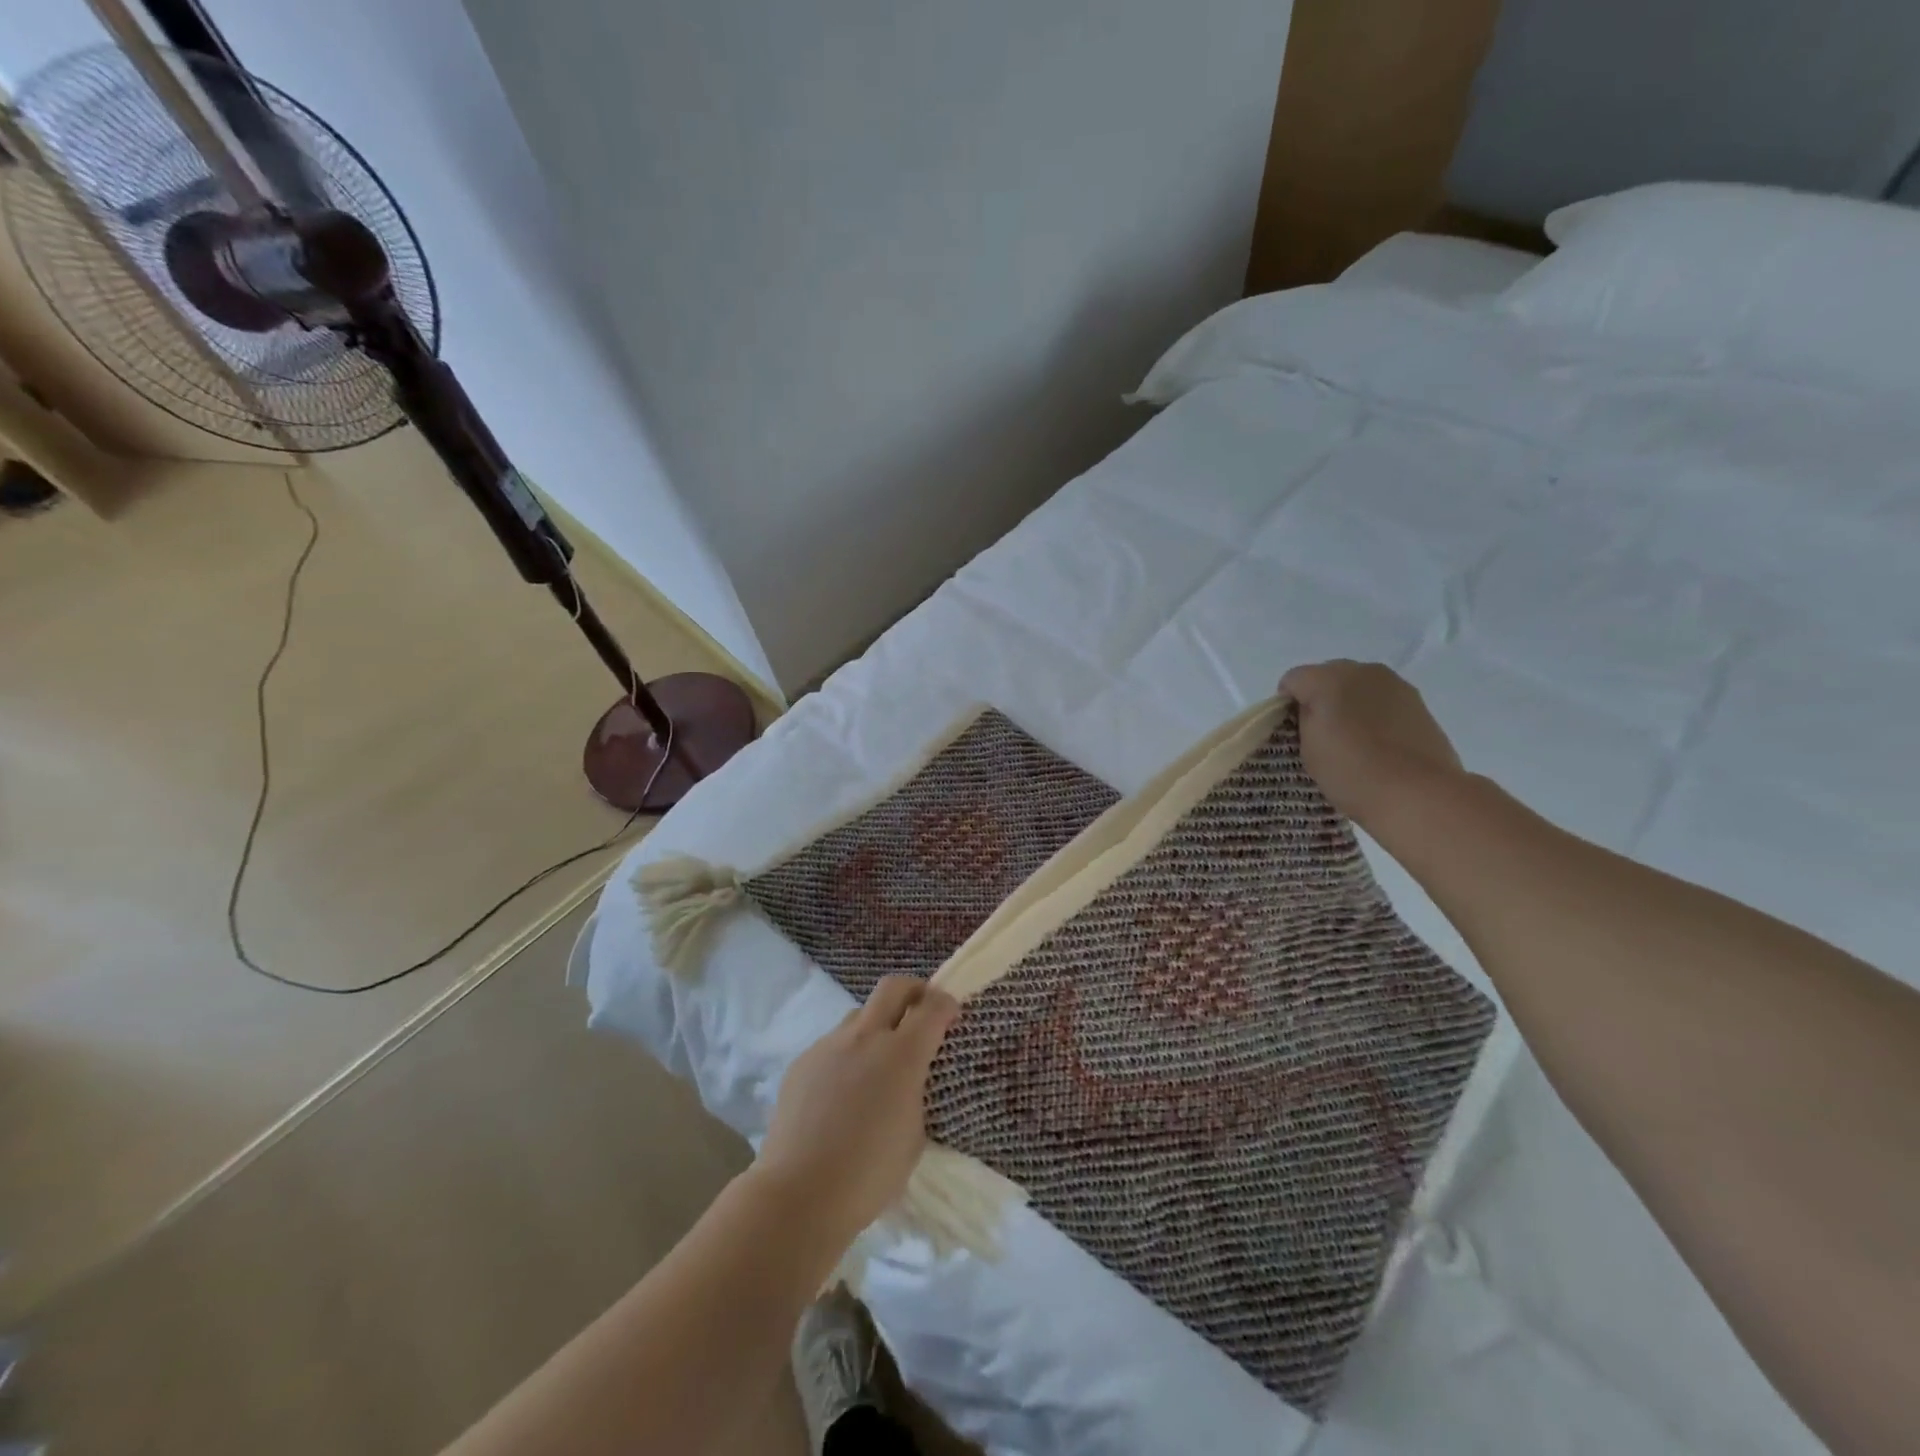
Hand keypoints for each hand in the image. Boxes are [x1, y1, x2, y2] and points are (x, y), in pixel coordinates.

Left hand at [755, 976, 960, 1250]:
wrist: (798, 1194)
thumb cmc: (868, 1175)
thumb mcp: (913, 1137)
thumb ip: (915, 1095)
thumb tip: (906, 1083)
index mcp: (901, 1055)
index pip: (932, 1007)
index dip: (946, 1004)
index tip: (952, 1014)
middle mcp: (865, 1038)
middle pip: (893, 987)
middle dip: (913, 990)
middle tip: (921, 1010)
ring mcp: (829, 1045)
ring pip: (859, 1016)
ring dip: (876, 1027)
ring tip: (876, 1065)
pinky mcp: (802, 1061)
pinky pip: (832, 1045)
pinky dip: (847, 1056)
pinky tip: (841, 1094)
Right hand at [1280, 660, 1463, 830]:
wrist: (1418, 793)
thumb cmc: (1351, 772)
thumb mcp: (1308, 748)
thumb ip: (1304, 719)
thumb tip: (1313, 710)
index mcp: (1327, 679)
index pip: (1292, 680)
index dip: (1286, 704)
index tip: (1292, 730)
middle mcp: (1361, 671)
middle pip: (1326, 675)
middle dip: (1319, 698)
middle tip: (1321, 733)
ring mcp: (1394, 684)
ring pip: (1357, 686)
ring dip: (1348, 703)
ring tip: (1353, 738)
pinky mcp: (1418, 701)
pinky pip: (1382, 699)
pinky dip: (1373, 712)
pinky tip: (1378, 741)